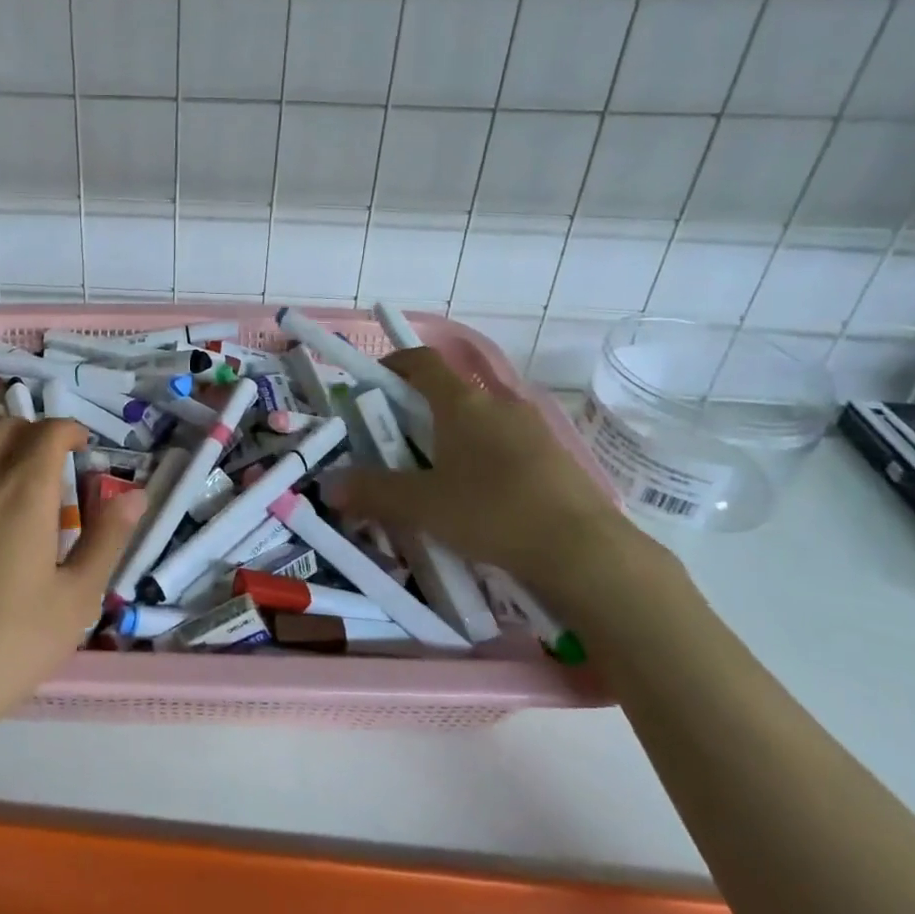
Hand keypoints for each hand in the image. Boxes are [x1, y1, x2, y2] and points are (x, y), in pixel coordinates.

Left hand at [0, 417, 145, 735]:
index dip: (70, 430)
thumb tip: (136, 495)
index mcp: (23, 490)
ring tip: (14, 483)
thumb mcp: (75, 599)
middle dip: (34, 432)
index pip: (48, 432)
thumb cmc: (7, 645)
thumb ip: (107, 539)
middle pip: (5, 426)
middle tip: (54, 462)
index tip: (84, 446)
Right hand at [333, 348, 673, 618]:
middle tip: (395, 443)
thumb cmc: (492, 513)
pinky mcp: (555, 456)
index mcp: (462, 402)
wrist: (586, 552)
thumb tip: (328, 485)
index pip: (422, 361)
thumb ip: (372, 492)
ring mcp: (532, 428)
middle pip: (449, 391)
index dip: (394, 364)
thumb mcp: (422, 506)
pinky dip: (482, 456)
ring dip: (451, 436)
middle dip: (417, 410)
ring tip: (435, 475)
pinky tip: (479, 496)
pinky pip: (505, 443)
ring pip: (478, 420)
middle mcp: (498, 403)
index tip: (373, 383)